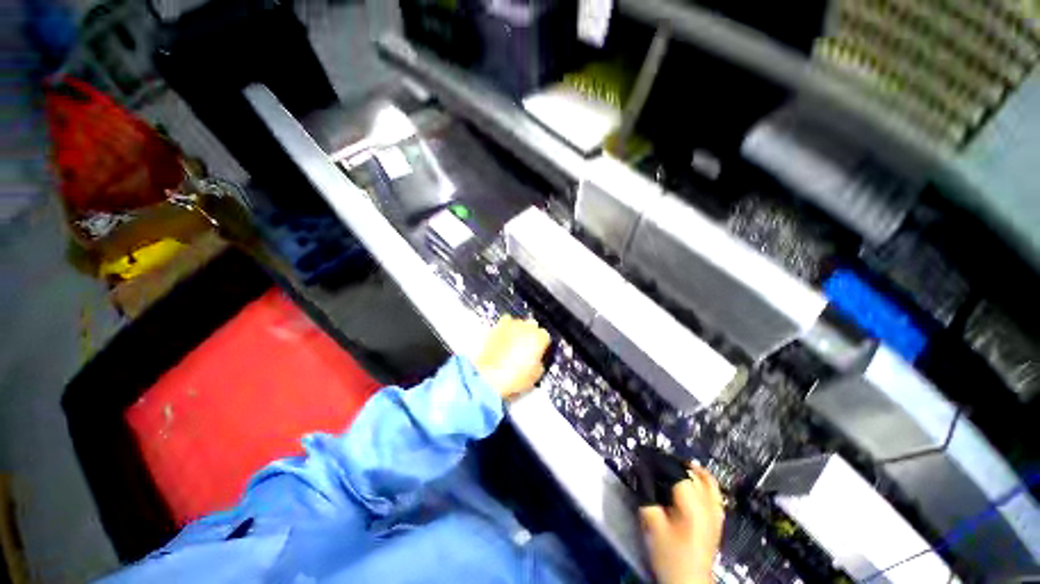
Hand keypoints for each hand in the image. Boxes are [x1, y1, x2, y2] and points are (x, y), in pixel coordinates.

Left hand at [474, 315, 550, 398]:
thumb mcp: (535, 376)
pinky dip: (504, 331)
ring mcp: (511, 324)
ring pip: (518, 324)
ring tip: (512, 347)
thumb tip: (536, 363)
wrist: (488, 376)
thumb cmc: (511, 377)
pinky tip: (502, 343)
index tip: (538, 353)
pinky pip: (504, 325)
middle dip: (530, 336)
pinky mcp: (496, 326)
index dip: (542, 346)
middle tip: (525, 351)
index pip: (546, 337)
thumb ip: (539, 364)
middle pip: (532, 327)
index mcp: (540, 337)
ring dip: (517, 332)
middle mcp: (527, 327)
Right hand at [639, 466, 724, 583]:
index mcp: (692, 503)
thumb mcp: (651, 524)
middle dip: (673, 465)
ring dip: (691, 471)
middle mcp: (708, 505)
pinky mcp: (717, 521)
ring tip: (674, 467)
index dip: (660, 462)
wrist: (688, 582)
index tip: (644, 458)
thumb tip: (641, 474)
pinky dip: (704, 482)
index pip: (677, 471)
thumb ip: (646, 496)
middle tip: (655, 464)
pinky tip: (695, 482)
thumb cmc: (669, 554)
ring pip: (708, 481)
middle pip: (693, 473)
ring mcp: (716, 513)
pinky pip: (714, 493)